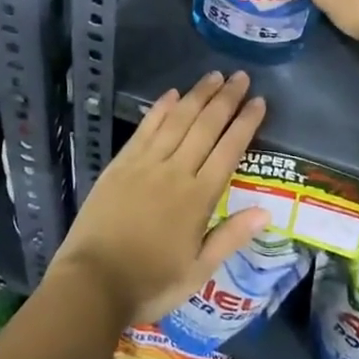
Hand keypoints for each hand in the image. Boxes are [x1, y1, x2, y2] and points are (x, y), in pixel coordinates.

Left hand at [52, 71, 269, 327]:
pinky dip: (161, 108)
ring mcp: (146, 163)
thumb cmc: (150, 283)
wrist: (93, 283)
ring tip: (214, 76)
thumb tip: (266, 210)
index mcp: (198, 198)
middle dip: (226, 99)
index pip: (228, 150)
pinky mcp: (122, 163)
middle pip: (205, 127)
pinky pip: (146, 128)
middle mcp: (175, 171)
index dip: (245, 123)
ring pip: (178, 120)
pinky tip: (173, 94)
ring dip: (197, 95)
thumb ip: (231, 237)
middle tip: (241, 77)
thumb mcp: (198, 271)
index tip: (259, 100)